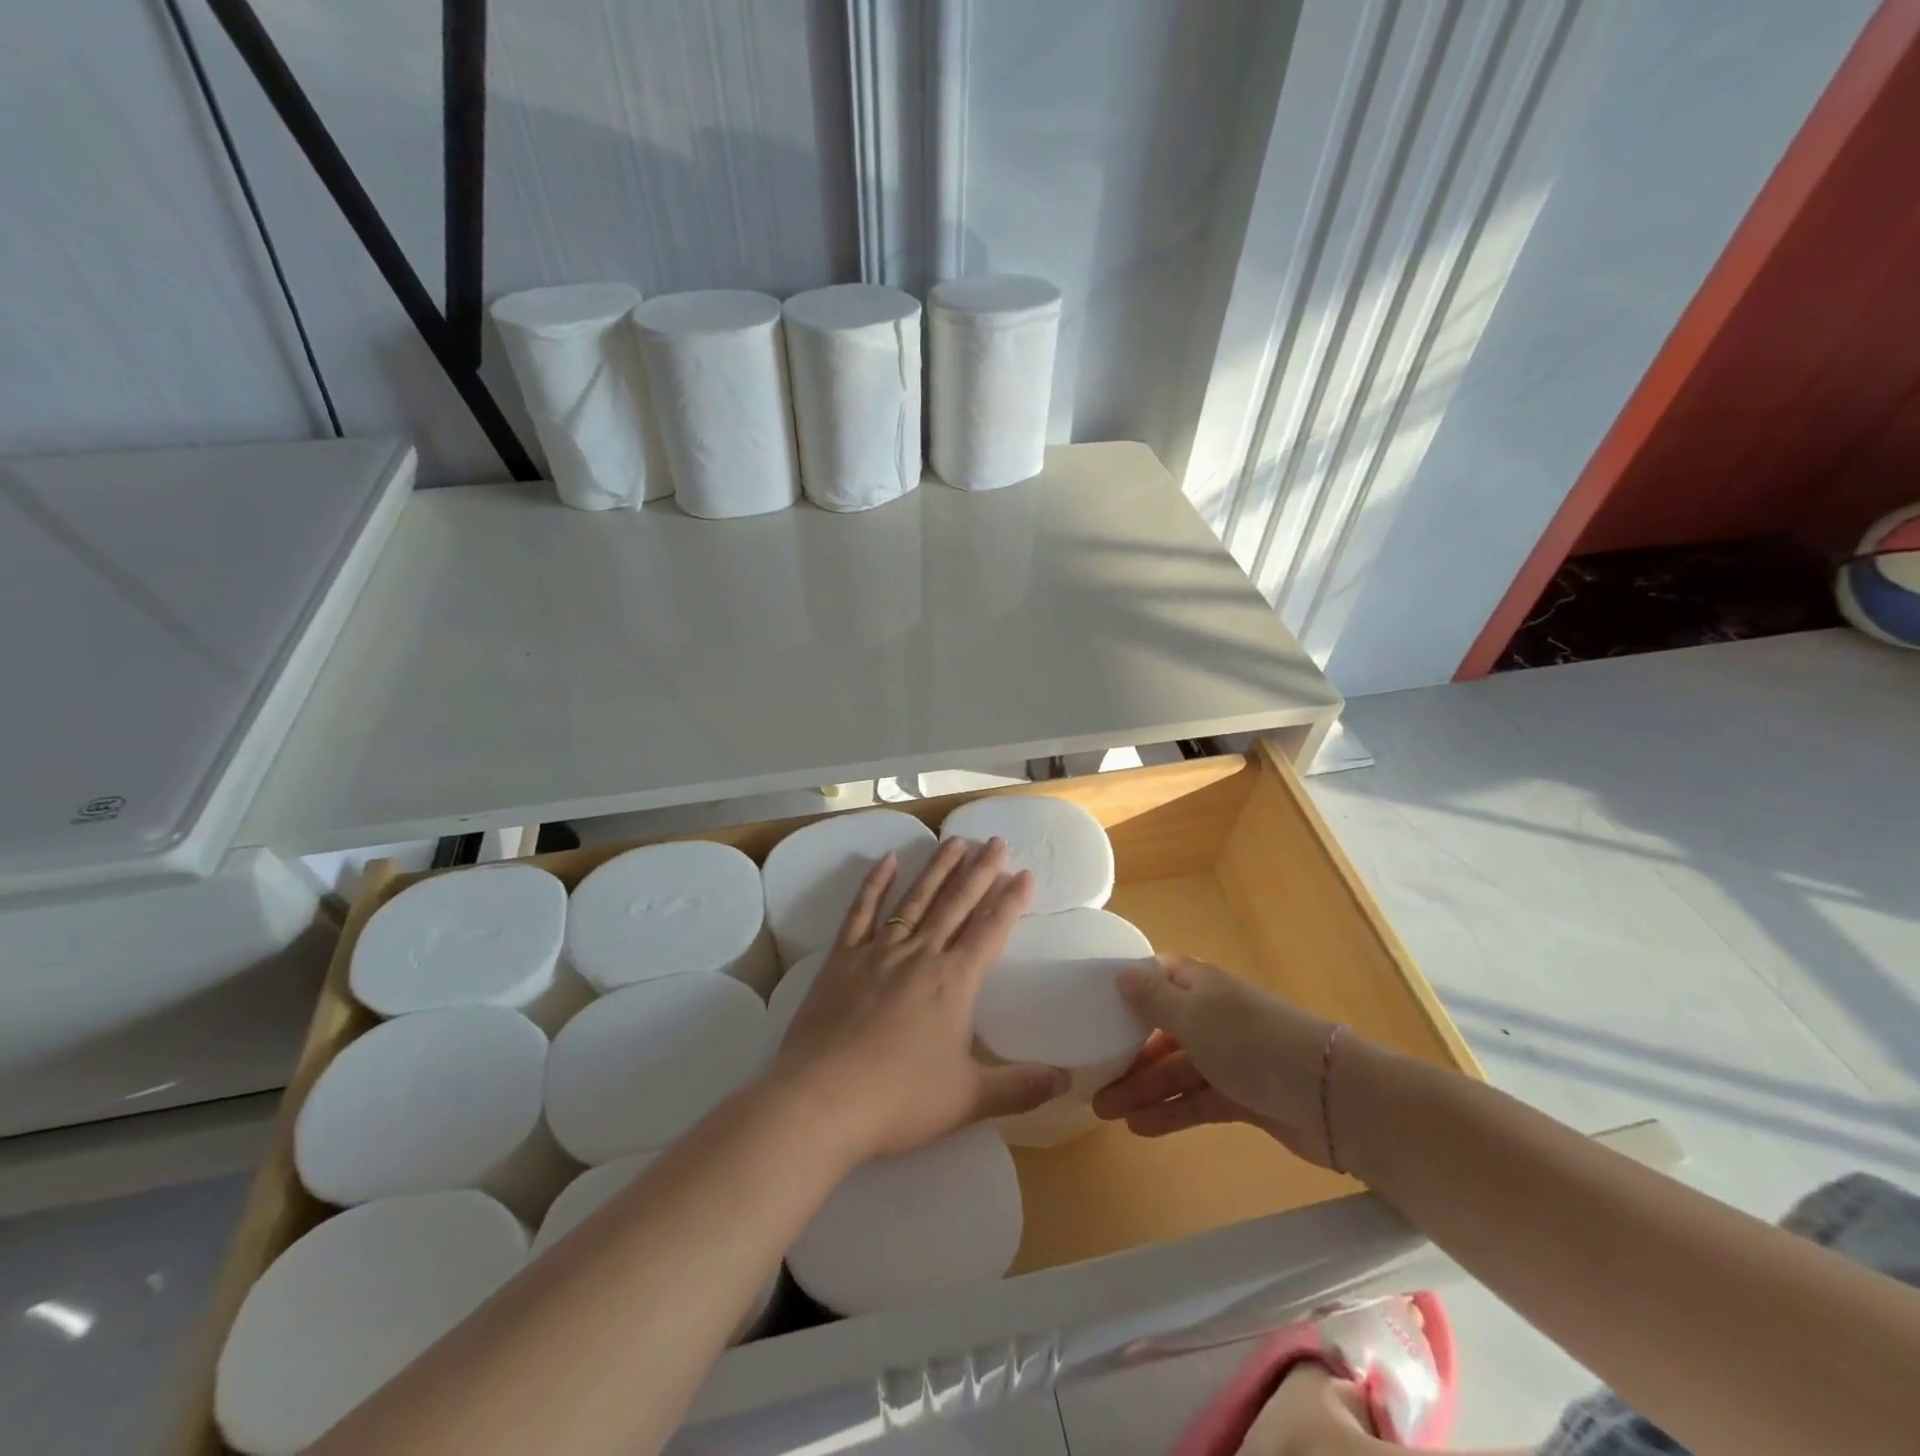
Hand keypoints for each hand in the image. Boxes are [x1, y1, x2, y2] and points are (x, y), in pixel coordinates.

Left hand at [770, 836, 1068, 1166]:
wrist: (821, 1100)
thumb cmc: (900, 1100)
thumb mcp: (969, 1099)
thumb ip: (1020, 1087)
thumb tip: (1067, 1080)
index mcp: (954, 981)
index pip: (991, 930)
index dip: (1011, 901)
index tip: (1026, 873)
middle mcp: (920, 954)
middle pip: (956, 903)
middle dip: (980, 871)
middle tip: (996, 841)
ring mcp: (878, 952)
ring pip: (915, 898)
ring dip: (937, 868)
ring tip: (954, 839)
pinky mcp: (842, 958)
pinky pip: (862, 911)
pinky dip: (874, 883)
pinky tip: (887, 860)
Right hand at [1091, 956, 1343, 1166]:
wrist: (1329, 1097)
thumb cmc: (1250, 1043)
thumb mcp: (1192, 1015)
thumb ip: (1153, 998)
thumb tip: (1121, 973)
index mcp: (1200, 985)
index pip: (1157, 977)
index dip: (1128, 988)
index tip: (1093, 1006)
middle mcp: (1212, 1016)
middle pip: (1161, 1029)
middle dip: (1127, 1052)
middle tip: (1092, 1078)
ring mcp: (1229, 1057)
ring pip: (1175, 1069)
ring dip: (1142, 1089)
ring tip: (1105, 1112)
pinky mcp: (1243, 1096)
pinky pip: (1196, 1100)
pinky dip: (1171, 1112)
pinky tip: (1140, 1128)